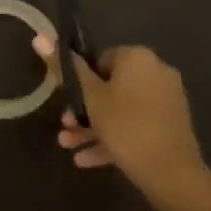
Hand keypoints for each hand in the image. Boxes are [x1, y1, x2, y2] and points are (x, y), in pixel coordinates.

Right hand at [34, 37, 210, 206]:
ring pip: (121, 110)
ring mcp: (166, 100)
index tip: (67, 99)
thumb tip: (39, 37)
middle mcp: (155, 71)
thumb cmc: (125, 125)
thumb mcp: (89, 96)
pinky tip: (86, 160)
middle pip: (110, 87)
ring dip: (93, 126)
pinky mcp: (171, 126)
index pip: (100, 59)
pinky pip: (136, 125)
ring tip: (68, 146)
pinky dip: (113, 138)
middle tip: (66, 126)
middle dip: (84, 108)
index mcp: (137, 57)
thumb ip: (65, 67)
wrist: (171, 173)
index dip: (81, 80)